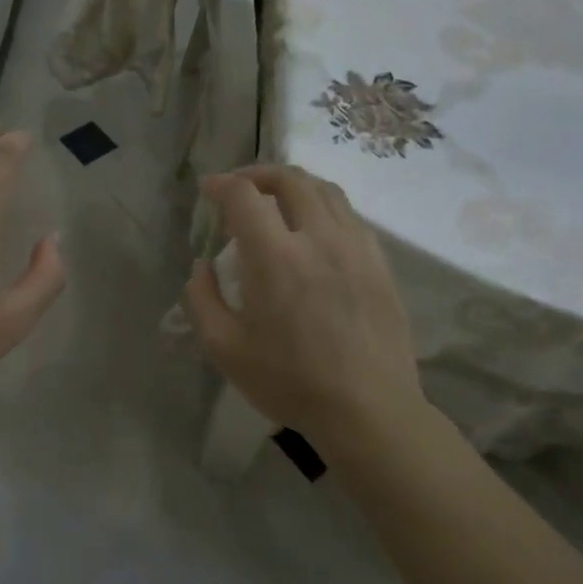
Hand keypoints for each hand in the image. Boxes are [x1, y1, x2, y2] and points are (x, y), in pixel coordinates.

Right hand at [185, 165, 423, 443]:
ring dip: (294, 185)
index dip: (221, 185)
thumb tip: (202, 265)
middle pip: (290, 180)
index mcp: (276, 256)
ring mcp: (356, 248)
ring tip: (276, 200)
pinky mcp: (380, 263)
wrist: (368, 410)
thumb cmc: (289, 381)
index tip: (207, 190)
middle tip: (239, 187)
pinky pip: (350, 216)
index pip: (245, 196)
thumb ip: (202, 298)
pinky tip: (313, 231)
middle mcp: (319, 238)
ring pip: (326, 191)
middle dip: (258, 174)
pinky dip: (323, 207)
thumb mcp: (224, 347)